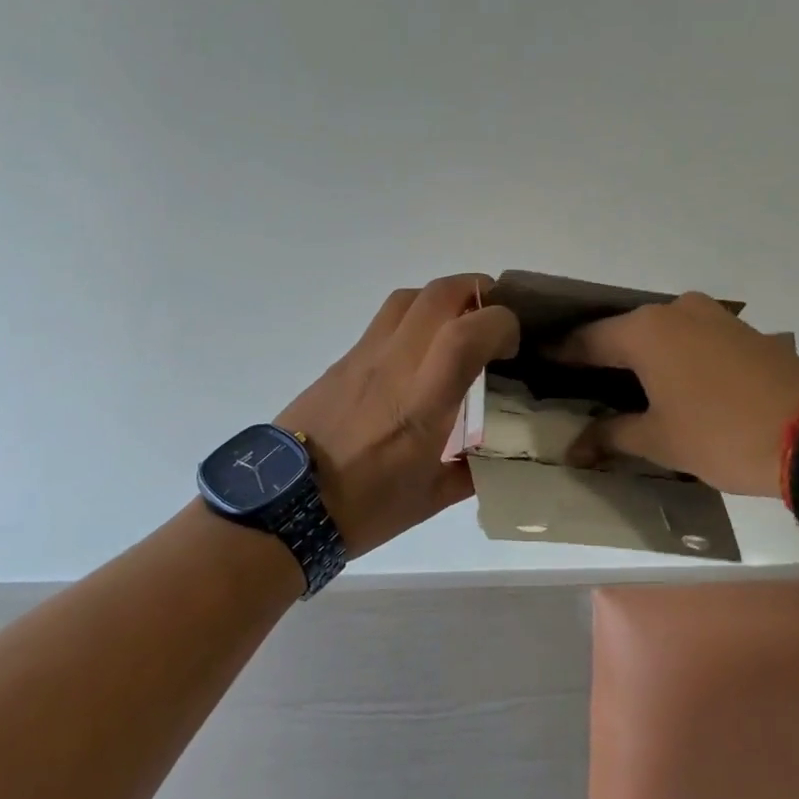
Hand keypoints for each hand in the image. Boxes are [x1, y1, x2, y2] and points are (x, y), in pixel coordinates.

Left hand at [277, 275, 519, 556]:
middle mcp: (394, 365)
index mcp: (422, 402)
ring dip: (443, 299)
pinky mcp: (343, 360)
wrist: (284, 506)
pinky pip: (385, 321)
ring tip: (459, 325)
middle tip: (495, 314)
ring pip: (408, 297)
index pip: (467, 333)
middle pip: (439, 294)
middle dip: (478, 291)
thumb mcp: (431, 497)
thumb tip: (496, 456)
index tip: (514, 345)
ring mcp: (364, 356)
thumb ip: (473, 470)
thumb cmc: (364, 508)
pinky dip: (414, 319)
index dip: (502, 323)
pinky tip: (420, 353)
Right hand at [555, 292, 798, 497]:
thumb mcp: (661, 440)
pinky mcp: (741, 331)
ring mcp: (713, 316)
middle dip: (600, 356)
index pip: (587, 339)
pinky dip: (671, 357)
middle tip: (578, 383)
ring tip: (621, 388)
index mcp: (645, 330)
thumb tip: (576, 447)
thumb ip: (612, 436)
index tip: (538, 363)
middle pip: (623, 331)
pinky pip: (689, 338)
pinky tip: (667, 384)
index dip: (560, 354)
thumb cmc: (722, 434)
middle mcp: (675, 310)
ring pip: (659, 333)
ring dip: (638, 357)